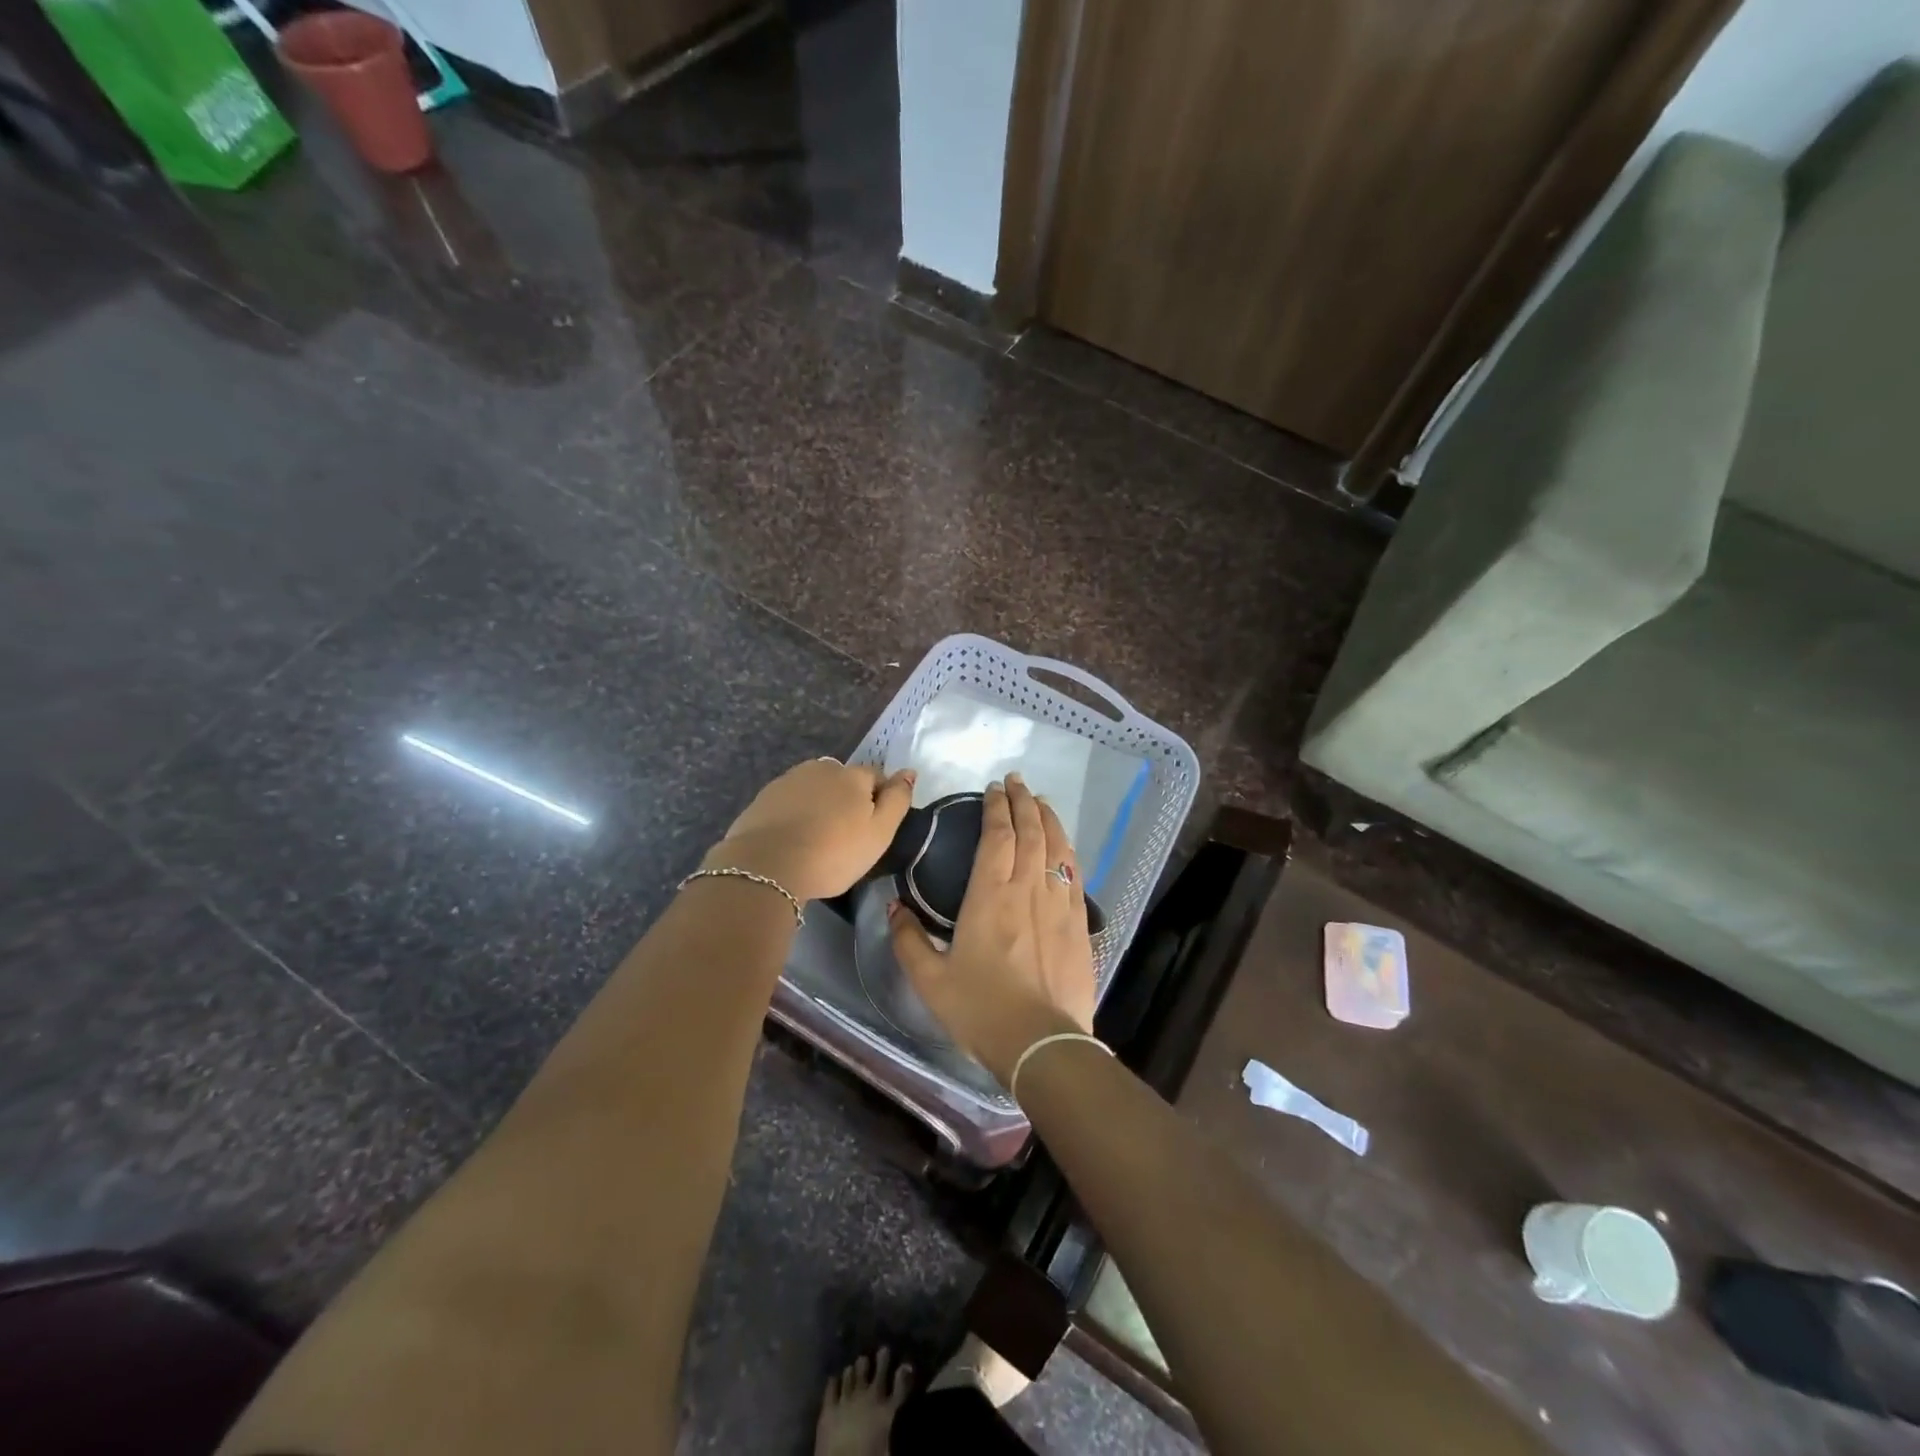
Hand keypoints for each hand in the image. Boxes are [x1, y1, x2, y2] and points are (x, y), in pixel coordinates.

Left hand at [705, 760, 915, 903]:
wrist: (766, 867)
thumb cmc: (833, 853)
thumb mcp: (879, 833)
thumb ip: (898, 800)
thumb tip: (909, 772)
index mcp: (853, 775)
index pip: (876, 777)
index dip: (879, 800)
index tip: (872, 829)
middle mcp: (822, 768)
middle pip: (843, 780)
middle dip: (847, 800)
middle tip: (844, 836)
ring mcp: (789, 780)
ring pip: (815, 789)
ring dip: (820, 805)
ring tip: (816, 838)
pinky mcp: (764, 797)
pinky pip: (790, 801)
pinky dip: (795, 813)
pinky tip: (792, 839)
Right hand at [888, 774, 1096, 1084]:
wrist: (1041, 1044)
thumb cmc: (981, 1010)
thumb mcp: (930, 979)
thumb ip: (907, 940)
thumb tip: (893, 907)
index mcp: (990, 895)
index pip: (997, 835)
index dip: (996, 807)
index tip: (993, 789)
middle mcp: (1028, 888)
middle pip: (1031, 831)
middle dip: (1023, 801)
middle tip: (1016, 782)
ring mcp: (1058, 903)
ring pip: (1057, 847)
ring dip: (1048, 818)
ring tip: (1040, 802)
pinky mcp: (1079, 923)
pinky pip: (1074, 874)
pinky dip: (1067, 851)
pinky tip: (1063, 846)